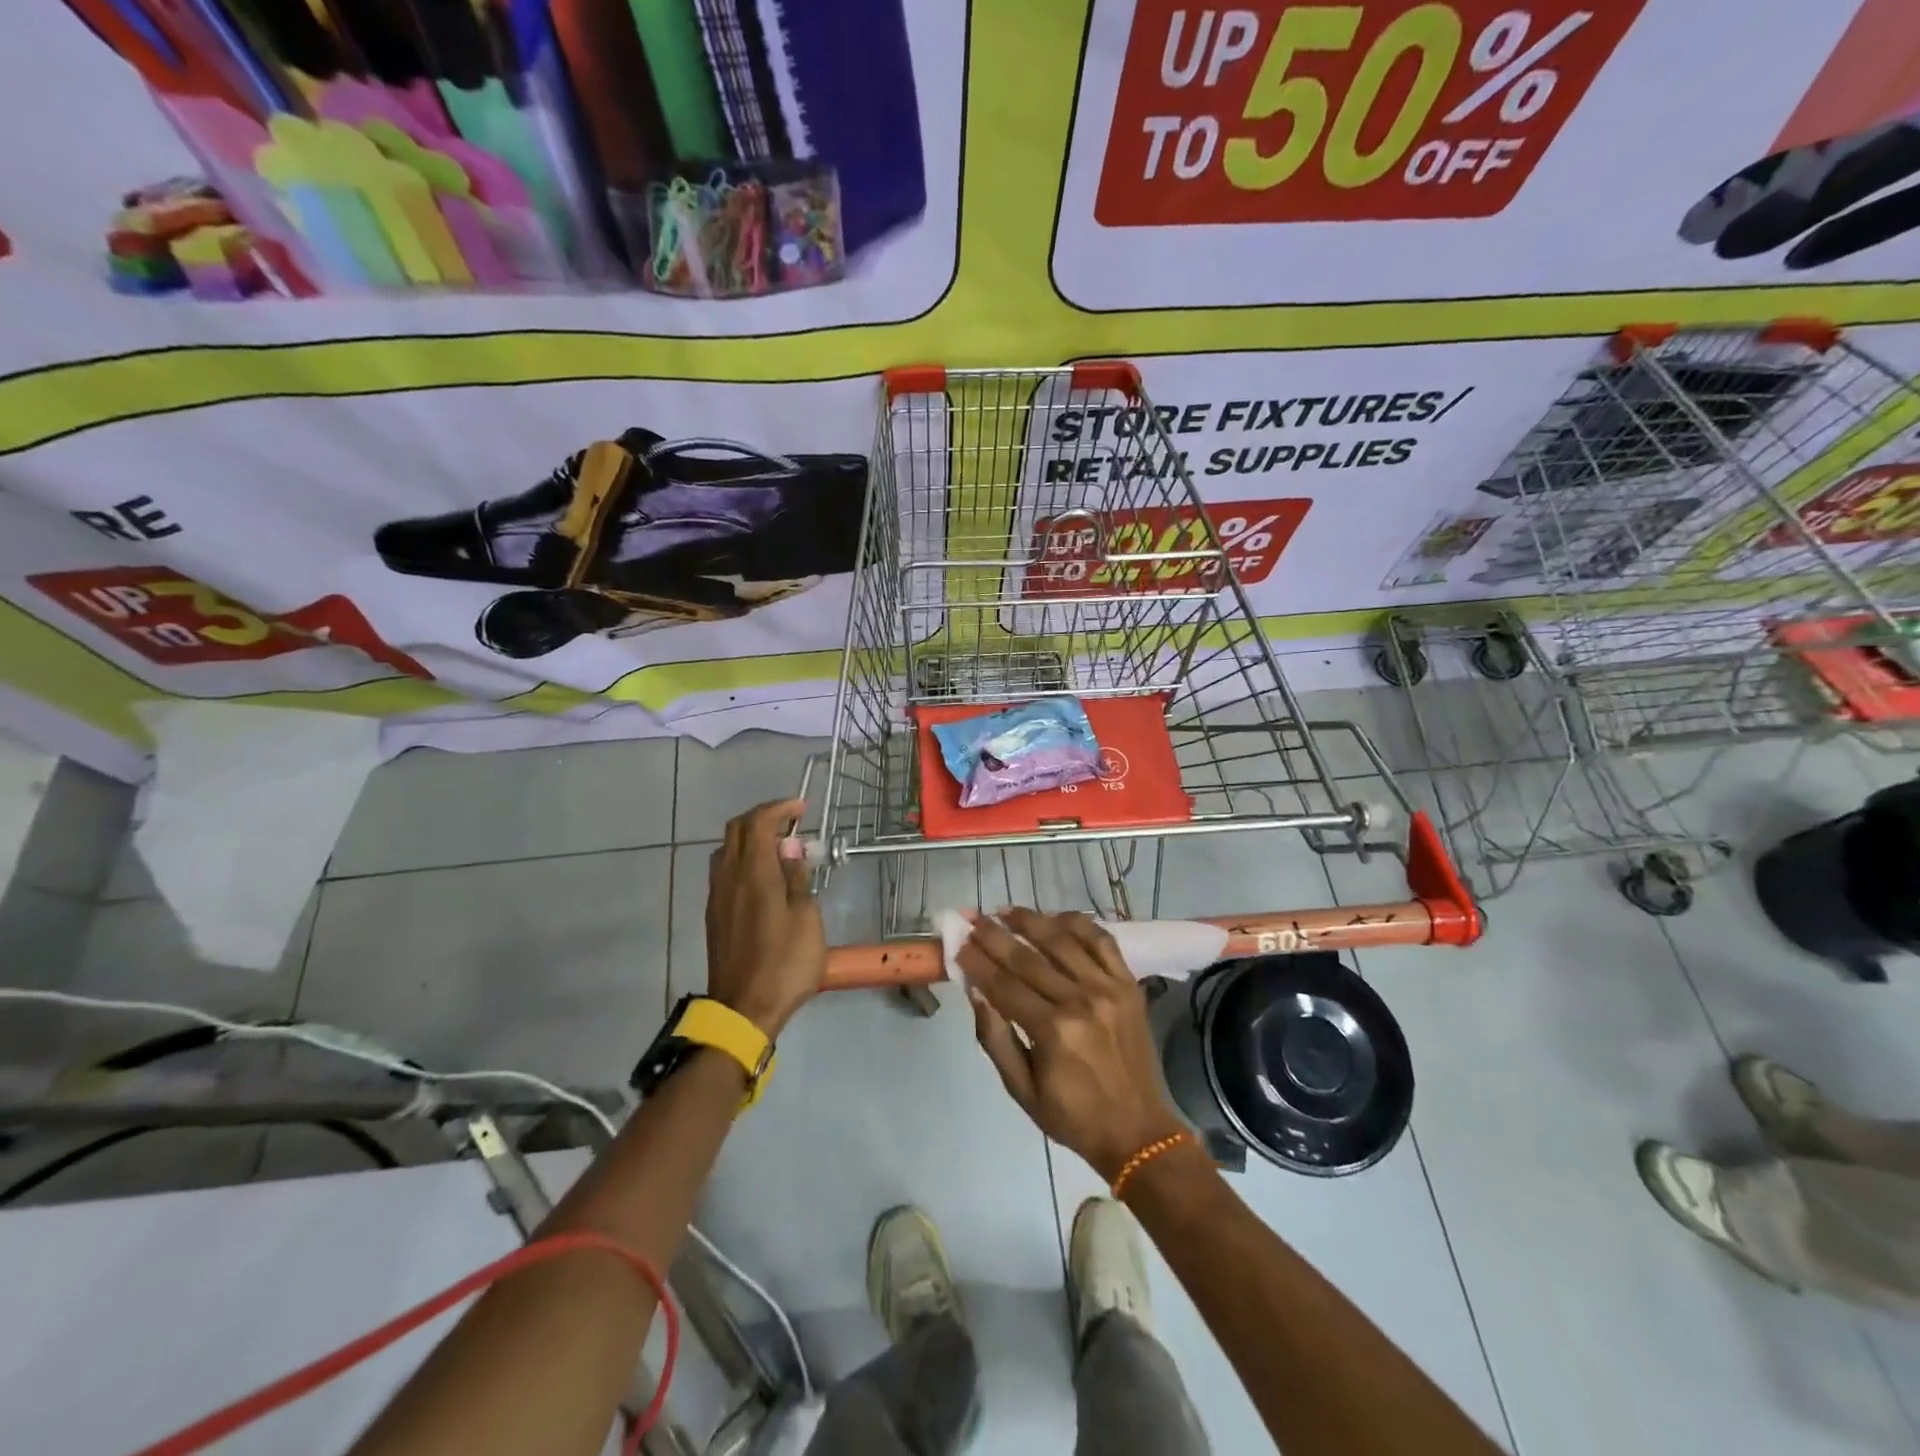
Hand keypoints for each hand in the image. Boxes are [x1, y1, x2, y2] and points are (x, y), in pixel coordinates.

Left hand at [705, 798, 824, 1038]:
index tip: (802, 808)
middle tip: (791, 824)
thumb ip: (797, 877)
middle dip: (763, 817)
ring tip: (779, 848)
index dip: (779, 808)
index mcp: (753, 874)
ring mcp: (717, 896)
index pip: (758, 822)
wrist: (743, 1010)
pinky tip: (763, 876)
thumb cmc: (784, 964)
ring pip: (726, 849)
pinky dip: (743, 858)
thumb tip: (790, 846)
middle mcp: (728, 877)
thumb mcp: (806, 918)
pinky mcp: (714, 914)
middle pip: (736, 829)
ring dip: (750, 838)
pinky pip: (724, 870)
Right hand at [960, 909, 1187, 1179]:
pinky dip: (1079, 924)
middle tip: (973, 918)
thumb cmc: (1073, 1116)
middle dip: (995, 935)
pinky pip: (1102, 941)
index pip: (1004, 985)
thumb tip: (976, 992)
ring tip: (1006, 911)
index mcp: (1053, 1032)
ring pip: (1063, 940)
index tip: (958, 942)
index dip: (977, 962)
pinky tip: (1056, 917)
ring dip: (1032, 921)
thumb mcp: (1021, 1090)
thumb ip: (995, 1038)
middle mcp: (1080, 1001)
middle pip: (1028, 958)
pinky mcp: (1129, 984)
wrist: (1138, 1131)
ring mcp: (1108, 988)